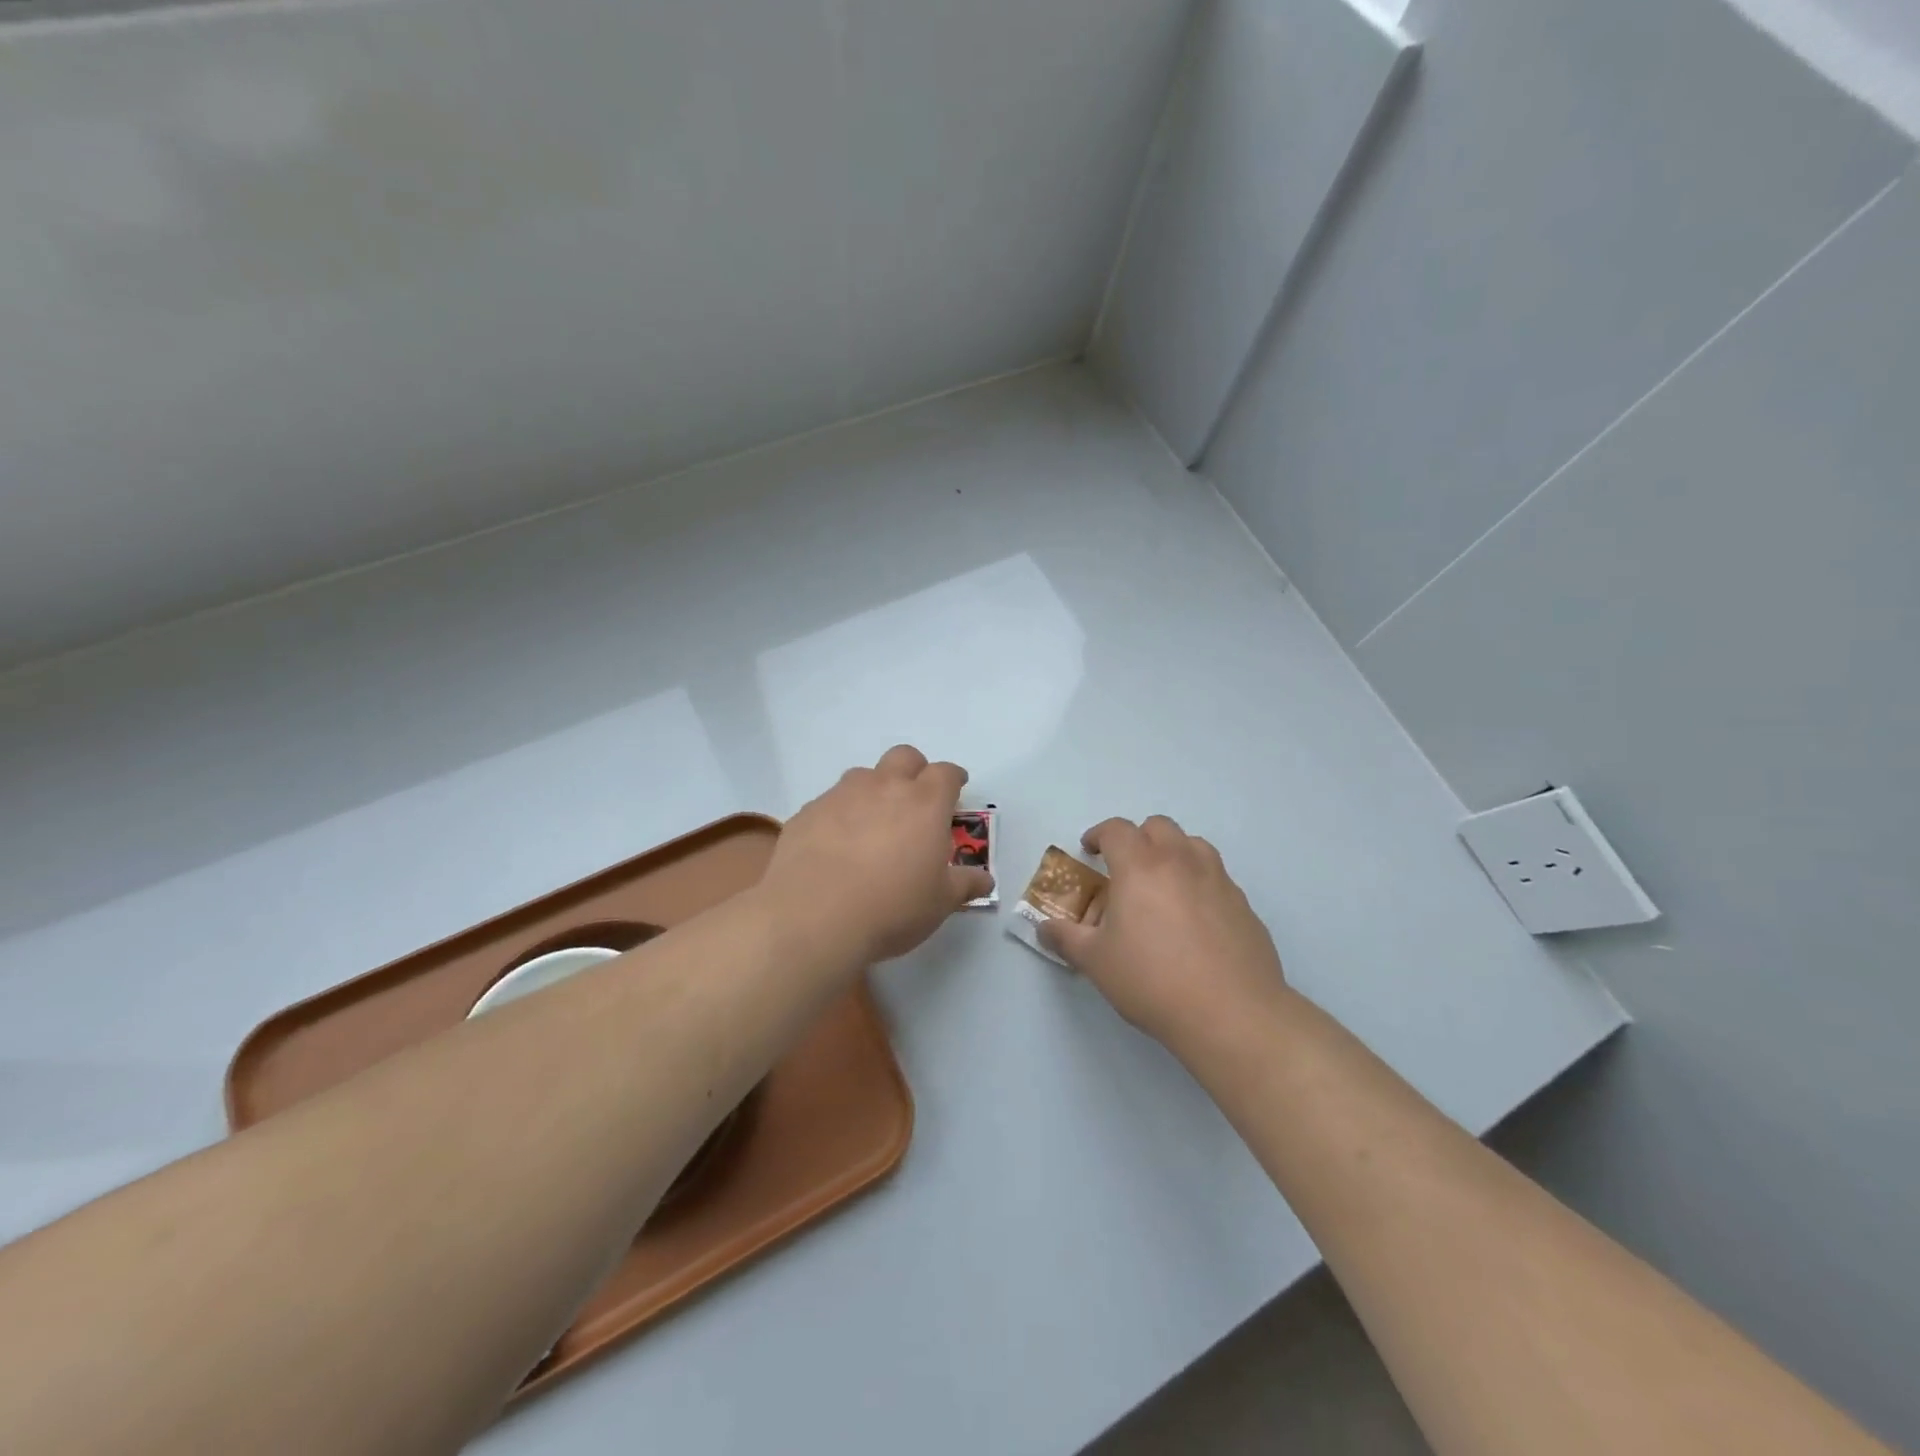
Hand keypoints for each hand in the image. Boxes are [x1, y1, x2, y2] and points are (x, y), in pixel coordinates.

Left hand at [761, 745, 992, 964]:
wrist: (813, 918)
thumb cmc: (891, 908)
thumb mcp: (940, 903)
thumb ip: (965, 885)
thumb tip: (985, 880)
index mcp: (924, 803)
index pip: (946, 773)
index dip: (953, 778)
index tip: (957, 789)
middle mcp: (884, 787)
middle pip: (904, 757)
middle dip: (914, 770)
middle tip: (916, 799)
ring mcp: (841, 796)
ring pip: (863, 775)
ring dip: (874, 790)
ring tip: (873, 824)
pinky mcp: (807, 812)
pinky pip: (830, 802)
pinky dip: (840, 814)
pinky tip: (836, 845)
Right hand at [1039, 816, 1288, 1056]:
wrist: (1231, 1014)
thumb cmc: (1152, 981)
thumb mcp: (1095, 962)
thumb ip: (1066, 938)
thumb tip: (1045, 928)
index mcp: (1140, 866)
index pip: (1117, 830)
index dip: (1099, 834)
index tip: (1090, 850)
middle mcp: (1181, 862)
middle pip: (1159, 827)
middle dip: (1138, 838)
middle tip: (1125, 868)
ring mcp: (1218, 881)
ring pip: (1193, 845)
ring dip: (1173, 853)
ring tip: (1162, 885)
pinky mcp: (1243, 905)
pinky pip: (1216, 878)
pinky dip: (1199, 882)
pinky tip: (1194, 920)